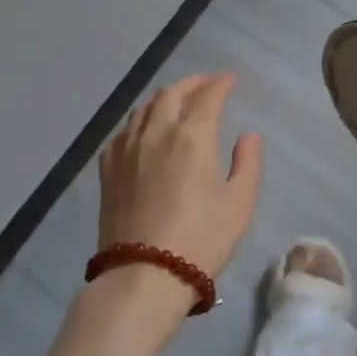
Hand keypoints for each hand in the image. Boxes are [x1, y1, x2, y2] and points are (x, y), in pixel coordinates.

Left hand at [95, 73, 263, 317]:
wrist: (143, 276)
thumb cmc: (201, 240)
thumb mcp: (239, 204)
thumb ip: (248, 163)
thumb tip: (248, 136)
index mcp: (193, 136)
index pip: (208, 95)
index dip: (221, 83)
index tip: (231, 80)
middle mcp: (158, 131)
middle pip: (173, 92)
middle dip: (193, 83)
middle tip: (207, 85)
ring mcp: (128, 148)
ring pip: (145, 107)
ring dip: (165, 97)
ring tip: (177, 102)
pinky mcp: (108, 168)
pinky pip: (124, 130)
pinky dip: (140, 120)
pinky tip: (145, 131)